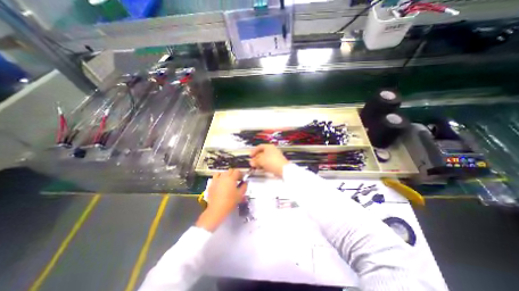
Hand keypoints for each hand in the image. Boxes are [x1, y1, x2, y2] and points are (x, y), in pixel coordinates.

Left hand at [197, 168, 248, 231]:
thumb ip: (244, 186)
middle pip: (230, 170)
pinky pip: (216, 176)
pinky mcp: (212, 184)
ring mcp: (217, 180)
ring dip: (227, 174)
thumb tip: (245, 182)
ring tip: (228, 180)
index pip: (237, 171)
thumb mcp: (240, 195)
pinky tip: (221, 182)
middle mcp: (224, 177)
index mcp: (231, 178)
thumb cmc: (230, 202)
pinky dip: (219, 177)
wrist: (217, 209)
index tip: (242, 178)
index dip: (241, 174)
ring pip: (223, 172)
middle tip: (236, 180)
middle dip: (234, 173)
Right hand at [249, 145, 289, 178]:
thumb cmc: (271, 162)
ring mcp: (276, 156)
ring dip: (260, 162)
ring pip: (266, 158)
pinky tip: (262, 168)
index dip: (254, 151)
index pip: (259, 147)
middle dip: (257, 157)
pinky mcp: (278, 162)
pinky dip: (265, 164)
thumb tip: (251, 162)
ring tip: (257, 166)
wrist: (283, 169)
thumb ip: (255, 161)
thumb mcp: (260, 161)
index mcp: (269, 146)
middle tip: (253, 162)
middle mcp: (273, 150)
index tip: (250, 155)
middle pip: (263, 152)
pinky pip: (269, 162)